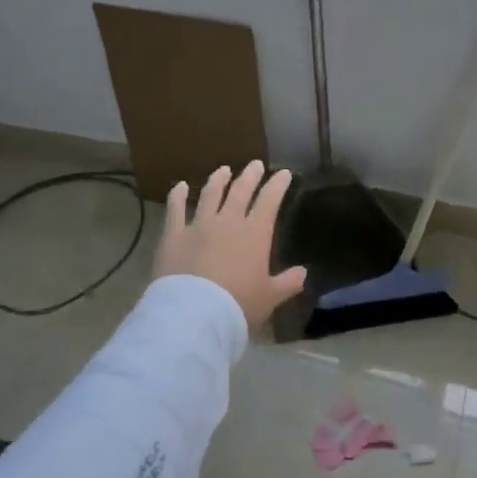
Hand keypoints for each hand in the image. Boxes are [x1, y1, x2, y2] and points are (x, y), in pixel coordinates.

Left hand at [154, 161, 306, 331]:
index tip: (283, 173)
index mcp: (255, 233)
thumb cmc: (238, 305)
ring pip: (210, 195)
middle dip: (250, 176)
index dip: (277, 185)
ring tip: (223, 169)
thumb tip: (303, 273)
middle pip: (240, 191)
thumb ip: (288, 283)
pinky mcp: (173, 235)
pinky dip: (178, 196)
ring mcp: (198, 225)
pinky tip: (181, 186)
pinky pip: (175, 210)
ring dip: (218, 180)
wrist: (194, 313)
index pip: (269, 201)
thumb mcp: (270, 297)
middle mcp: (227, 222)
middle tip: (255, 164)